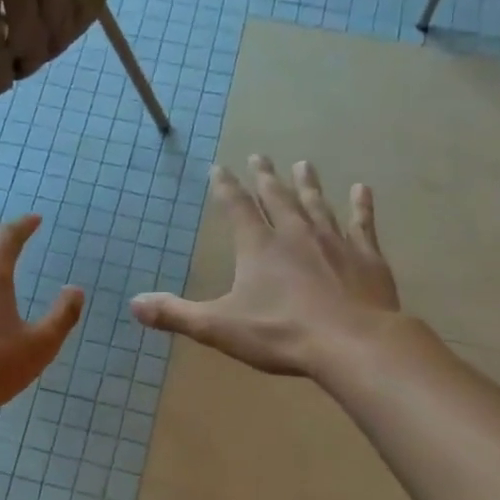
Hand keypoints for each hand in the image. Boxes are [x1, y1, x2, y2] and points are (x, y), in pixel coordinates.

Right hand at [130, 157, 403, 378]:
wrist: (352, 343)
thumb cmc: (281, 333)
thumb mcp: (218, 327)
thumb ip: (176, 314)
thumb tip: (134, 304)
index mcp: (258, 247)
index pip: (236, 207)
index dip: (226, 187)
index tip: (219, 168)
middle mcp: (295, 234)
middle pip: (277, 198)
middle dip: (266, 177)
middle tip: (261, 156)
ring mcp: (334, 242)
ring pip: (317, 204)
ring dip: (308, 184)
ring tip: (303, 164)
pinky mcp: (366, 257)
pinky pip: (362, 224)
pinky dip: (362, 206)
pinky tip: (363, 189)